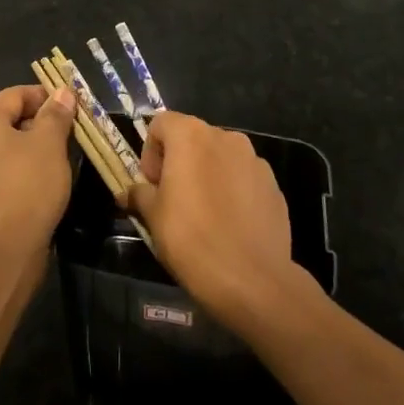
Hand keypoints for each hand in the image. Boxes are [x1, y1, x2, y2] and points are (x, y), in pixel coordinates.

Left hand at [0, 83, 76, 255]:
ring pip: (8, 149)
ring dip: (35, 150)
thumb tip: (61, 92)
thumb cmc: (26, 185)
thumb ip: (55, 114)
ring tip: (63, 160)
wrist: (1, 250)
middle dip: (42, 124)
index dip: (47, 97)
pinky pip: (4, 174)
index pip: (17, 94)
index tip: (74, 108)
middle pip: (10, 120)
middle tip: (72, 134)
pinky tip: (46, 185)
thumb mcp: (49, 143)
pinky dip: (24, 173)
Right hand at [125, 111, 305, 329]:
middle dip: (179, 162)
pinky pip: (244, 178)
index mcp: (191, 136)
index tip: (152, 185)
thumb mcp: (153, 217)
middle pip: (193, 138)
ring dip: (207, 174)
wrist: (252, 280)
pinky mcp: (274, 186)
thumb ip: (140, 195)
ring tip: (204, 214)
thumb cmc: (192, 239)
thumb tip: (129, 192)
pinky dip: (233, 191)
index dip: (150, 151)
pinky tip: (230, 225)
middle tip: (173, 200)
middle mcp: (226, 138)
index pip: (161, 123)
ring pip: (220, 158)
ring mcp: (255, 161)